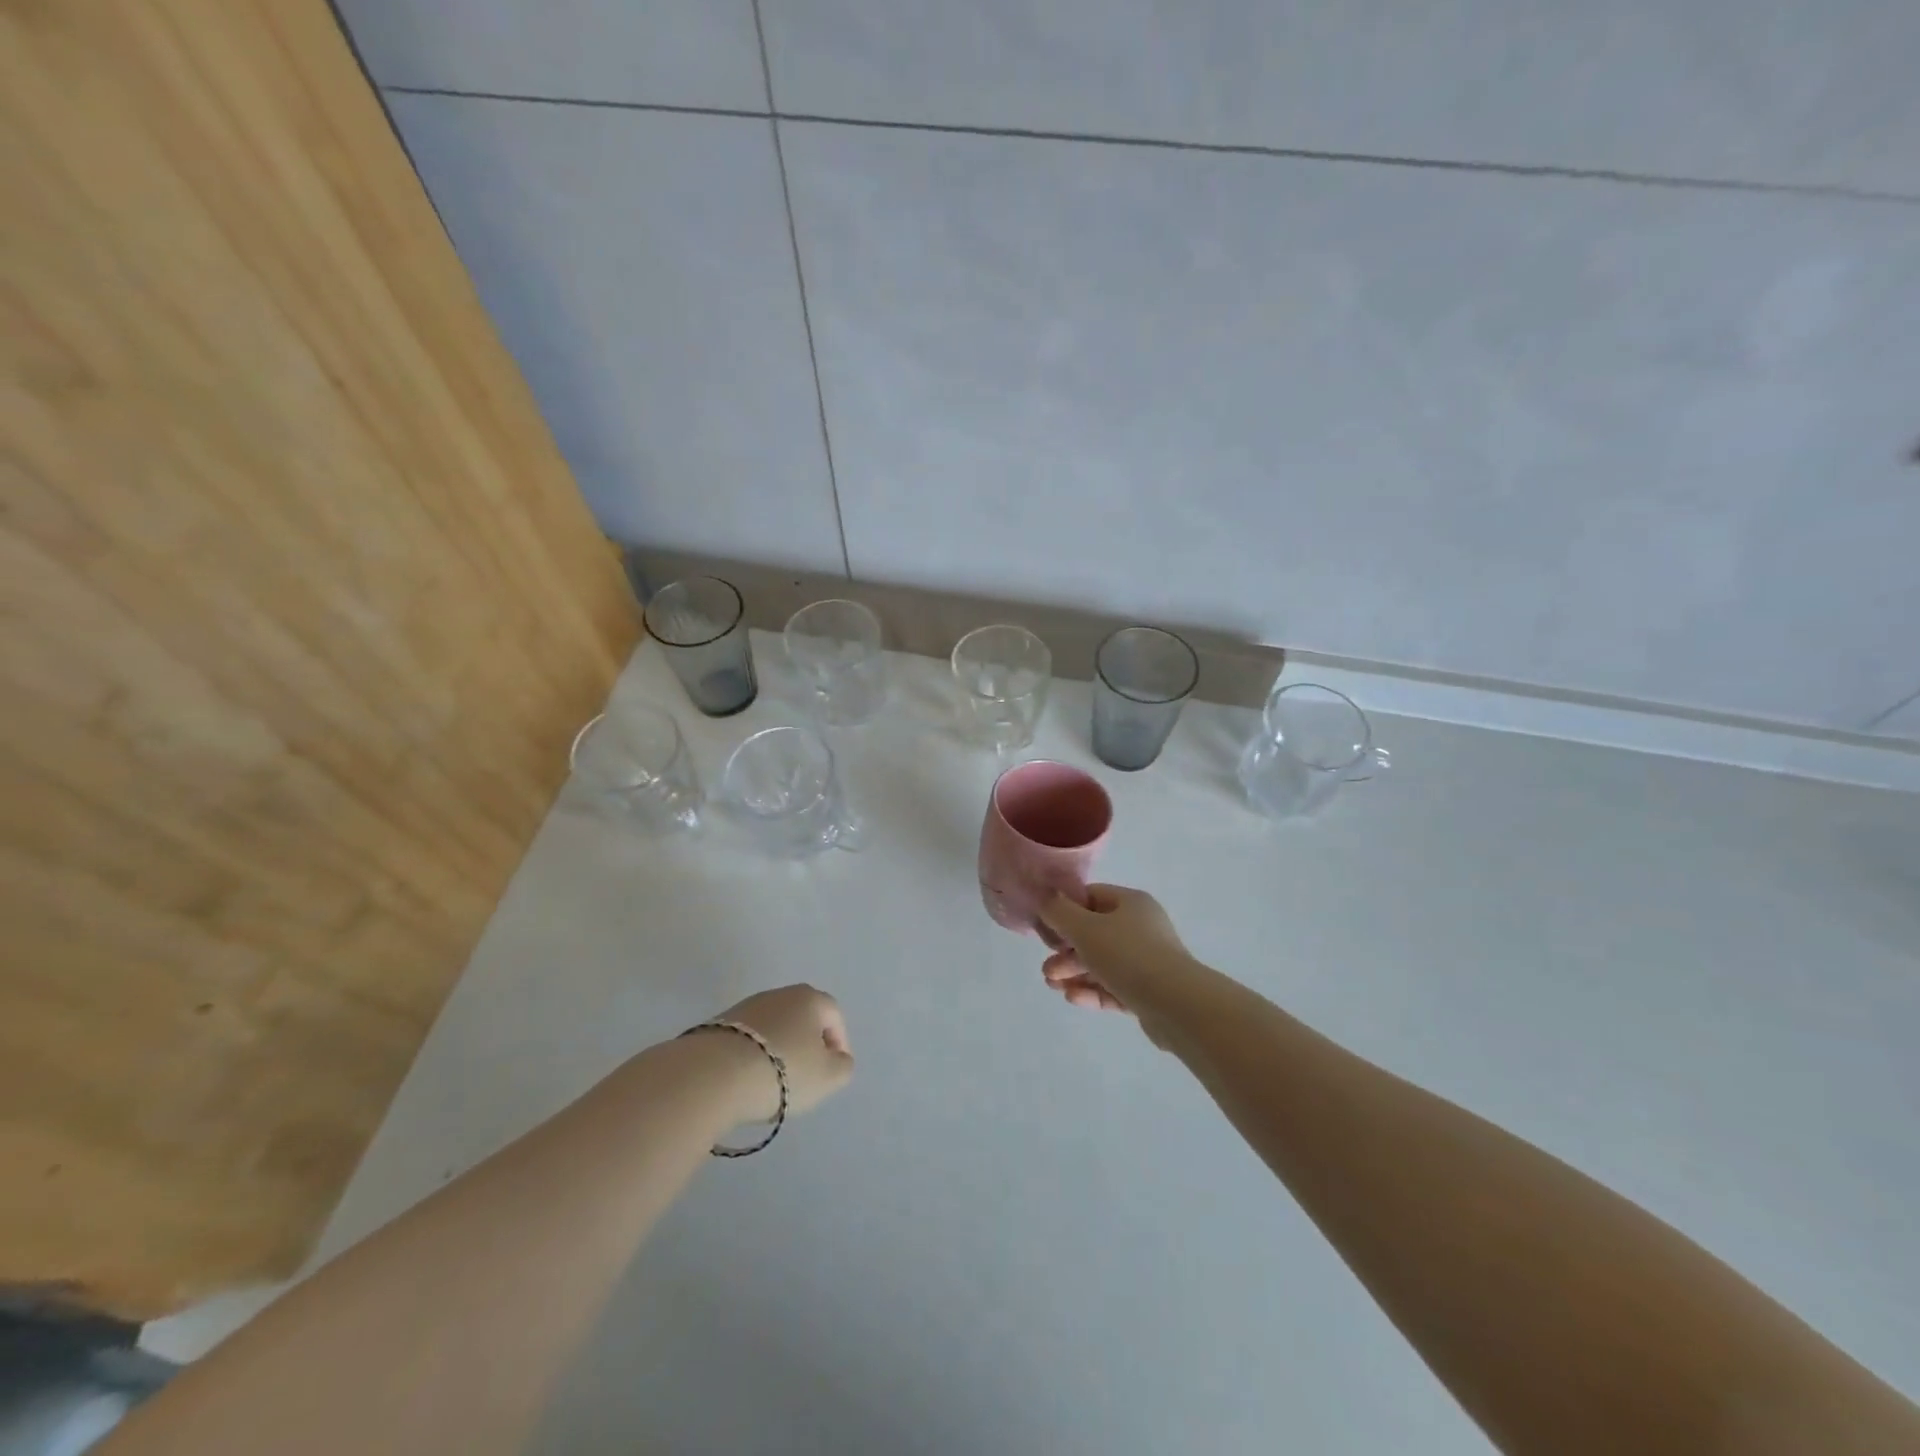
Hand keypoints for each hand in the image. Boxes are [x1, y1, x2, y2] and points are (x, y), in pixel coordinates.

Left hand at [714, 984, 855, 1119]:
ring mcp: (745, 1007)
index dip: (839, 1042)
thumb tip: (838, 1058)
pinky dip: (753, 1056)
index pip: (834, 1015)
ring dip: (779, 1050)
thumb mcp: (828, 1077)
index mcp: (810, 998)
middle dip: (807, 1044)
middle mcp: (779, 994)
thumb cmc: (783, 1071)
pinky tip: (748, 1080)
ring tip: (774, 1082)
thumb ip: (842, 1066)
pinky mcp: (718, 1024)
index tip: (834, 1069)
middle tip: (806, 1075)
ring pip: (773, 1027)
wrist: (714, 1074)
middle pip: (802, 1017)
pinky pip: (747, 1039)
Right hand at [1038, 884, 1193, 1015]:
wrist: (1177, 1005)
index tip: (1045, 929)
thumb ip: (1059, 912)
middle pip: (1095, 934)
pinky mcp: (1149, 993)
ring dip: (1075, 973)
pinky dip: (1093, 991)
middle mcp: (1141, 928)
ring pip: (1103, 963)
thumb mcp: (1085, 928)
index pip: (1091, 898)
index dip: (1065, 910)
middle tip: (1046, 968)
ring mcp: (1147, 961)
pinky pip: (1115, 987)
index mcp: (1131, 903)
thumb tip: (1046, 899)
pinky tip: (1072, 998)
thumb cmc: (1128, 955)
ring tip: (1052, 986)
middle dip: (1066, 951)